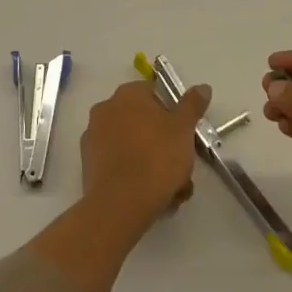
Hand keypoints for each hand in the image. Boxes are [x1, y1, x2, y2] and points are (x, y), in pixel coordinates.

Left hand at [80, 80, 209, 231]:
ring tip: (172, 190)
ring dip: (152, 163)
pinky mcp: (88, 165)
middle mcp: (106, 109)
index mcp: (128, 94)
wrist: (120, 204)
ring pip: (133, 146)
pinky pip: (119, 164)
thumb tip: (203, 87)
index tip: (185, 134)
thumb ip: (193, 105)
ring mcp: (93, 137)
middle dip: (164, 143)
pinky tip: (152, 197)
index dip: (173, 113)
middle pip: (143, 122)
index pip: (155, 93)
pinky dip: (134, 176)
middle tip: (182, 166)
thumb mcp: (184, 129)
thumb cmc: (156, 158)